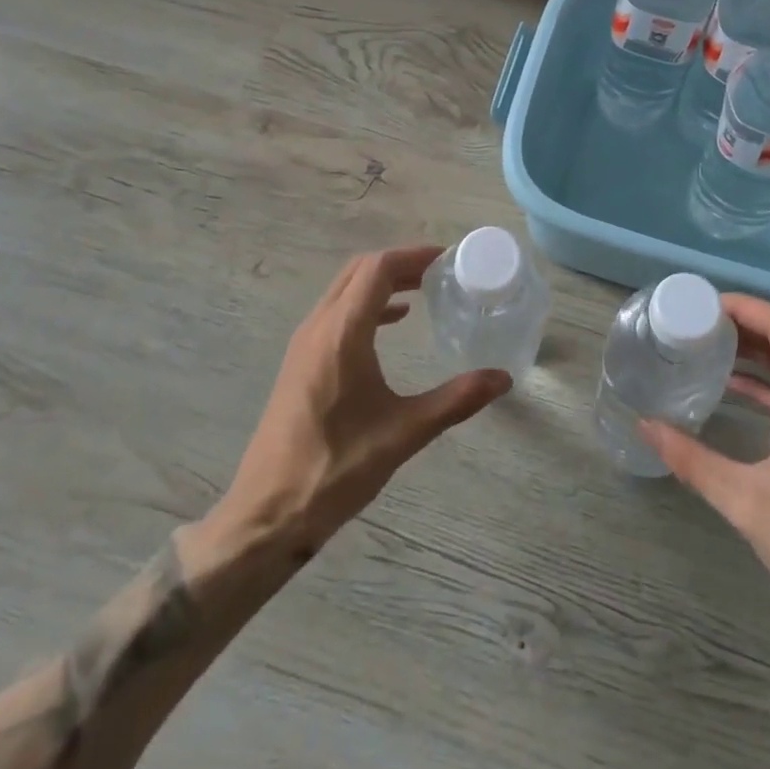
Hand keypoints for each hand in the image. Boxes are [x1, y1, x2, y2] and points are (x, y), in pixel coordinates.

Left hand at [220, 246, 511, 548]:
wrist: (267, 513)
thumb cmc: (336, 468)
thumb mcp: (404, 433)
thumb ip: (455, 400)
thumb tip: (502, 378)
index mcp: (343, 332)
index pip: (378, 268)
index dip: (413, 255)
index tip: (447, 259)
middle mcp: (319, 326)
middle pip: (360, 271)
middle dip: (400, 264)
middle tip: (439, 273)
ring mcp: (304, 343)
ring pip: (344, 290)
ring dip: (381, 282)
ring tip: (422, 292)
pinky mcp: (299, 362)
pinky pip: (335, 312)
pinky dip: (365, 304)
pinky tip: (391, 324)